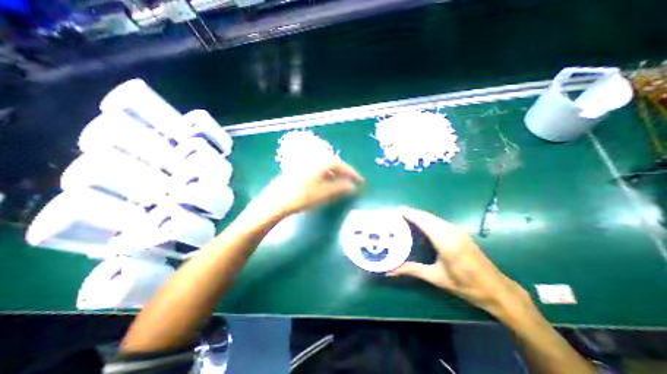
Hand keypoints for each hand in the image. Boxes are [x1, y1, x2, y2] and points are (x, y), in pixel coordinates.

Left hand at [251, 161, 363, 218]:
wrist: (275, 203)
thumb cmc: (300, 198)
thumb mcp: (322, 194)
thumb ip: (339, 188)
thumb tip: (353, 187)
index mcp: (318, 163)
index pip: (340, 165)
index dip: (352, 173)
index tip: (360, 181)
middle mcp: (312, 161)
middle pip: (332, 165)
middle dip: (344, 174)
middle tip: (351, 183)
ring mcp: (304, 166)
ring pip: (324, 168)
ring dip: (335, 176)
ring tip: (341, 186)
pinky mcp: (299, 172)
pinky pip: (317, 172)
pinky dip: (325, 178)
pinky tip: (326, 185)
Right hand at [386, 206, 531, 320]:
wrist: (496, 288)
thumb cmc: (465, 285)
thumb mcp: (436, 278)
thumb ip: (412, 270)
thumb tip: (390, 270)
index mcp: (446, 243)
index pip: (424, 222)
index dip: (411, 214)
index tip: (397, 210)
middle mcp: (452, 232)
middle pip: (428, 217)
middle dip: (413, 212)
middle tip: (397, 213)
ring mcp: (457, 230)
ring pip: (434, 218)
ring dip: (420, 215)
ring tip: (406, 216)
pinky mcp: (459, 232)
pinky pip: (439, 221)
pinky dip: (427, 219)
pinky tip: (421, 224)